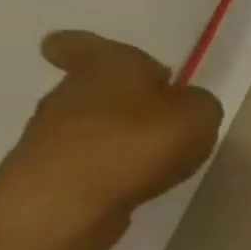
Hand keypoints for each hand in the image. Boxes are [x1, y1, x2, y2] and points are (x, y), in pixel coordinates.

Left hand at [0, 32, 222, 249]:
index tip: (122, 65)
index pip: (78, 44)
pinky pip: (90, 158)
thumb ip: (198, 102)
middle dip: (128, 99)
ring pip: (92, 123)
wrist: (62, 205)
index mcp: (105, 68)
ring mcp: (51, 135)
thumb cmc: (136, 142)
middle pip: (95, 87)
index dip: (93, 49)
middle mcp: (68, 94)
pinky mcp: (50, 172)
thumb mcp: (200, 113)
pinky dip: (114, 165)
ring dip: (122, 134)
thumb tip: (183, 102)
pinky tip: (139, 180)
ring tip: (162, 155)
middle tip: (169, 116)